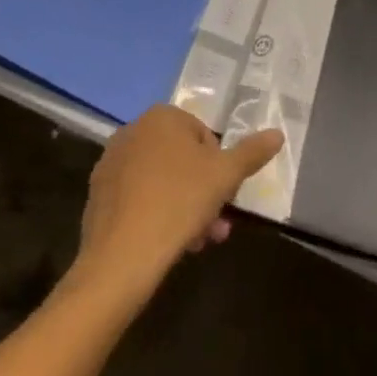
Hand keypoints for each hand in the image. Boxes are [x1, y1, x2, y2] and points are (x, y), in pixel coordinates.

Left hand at [71, 105, 282, 303]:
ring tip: (198, 243)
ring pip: (161, 182)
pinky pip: (137, 199)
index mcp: (162, 117)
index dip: (220, 168)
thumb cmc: (178, 203)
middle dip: (203, 193)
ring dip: (184, 208)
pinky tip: (168, 245)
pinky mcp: (98, 195)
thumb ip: (252, 152)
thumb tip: (278, 133)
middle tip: (216, 226)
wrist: (119, 258)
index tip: (225, 197)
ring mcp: (111, 163)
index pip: (204, 136)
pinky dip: (155, 215)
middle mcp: (133, 130)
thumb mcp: (225, 176)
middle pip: (181, 161)